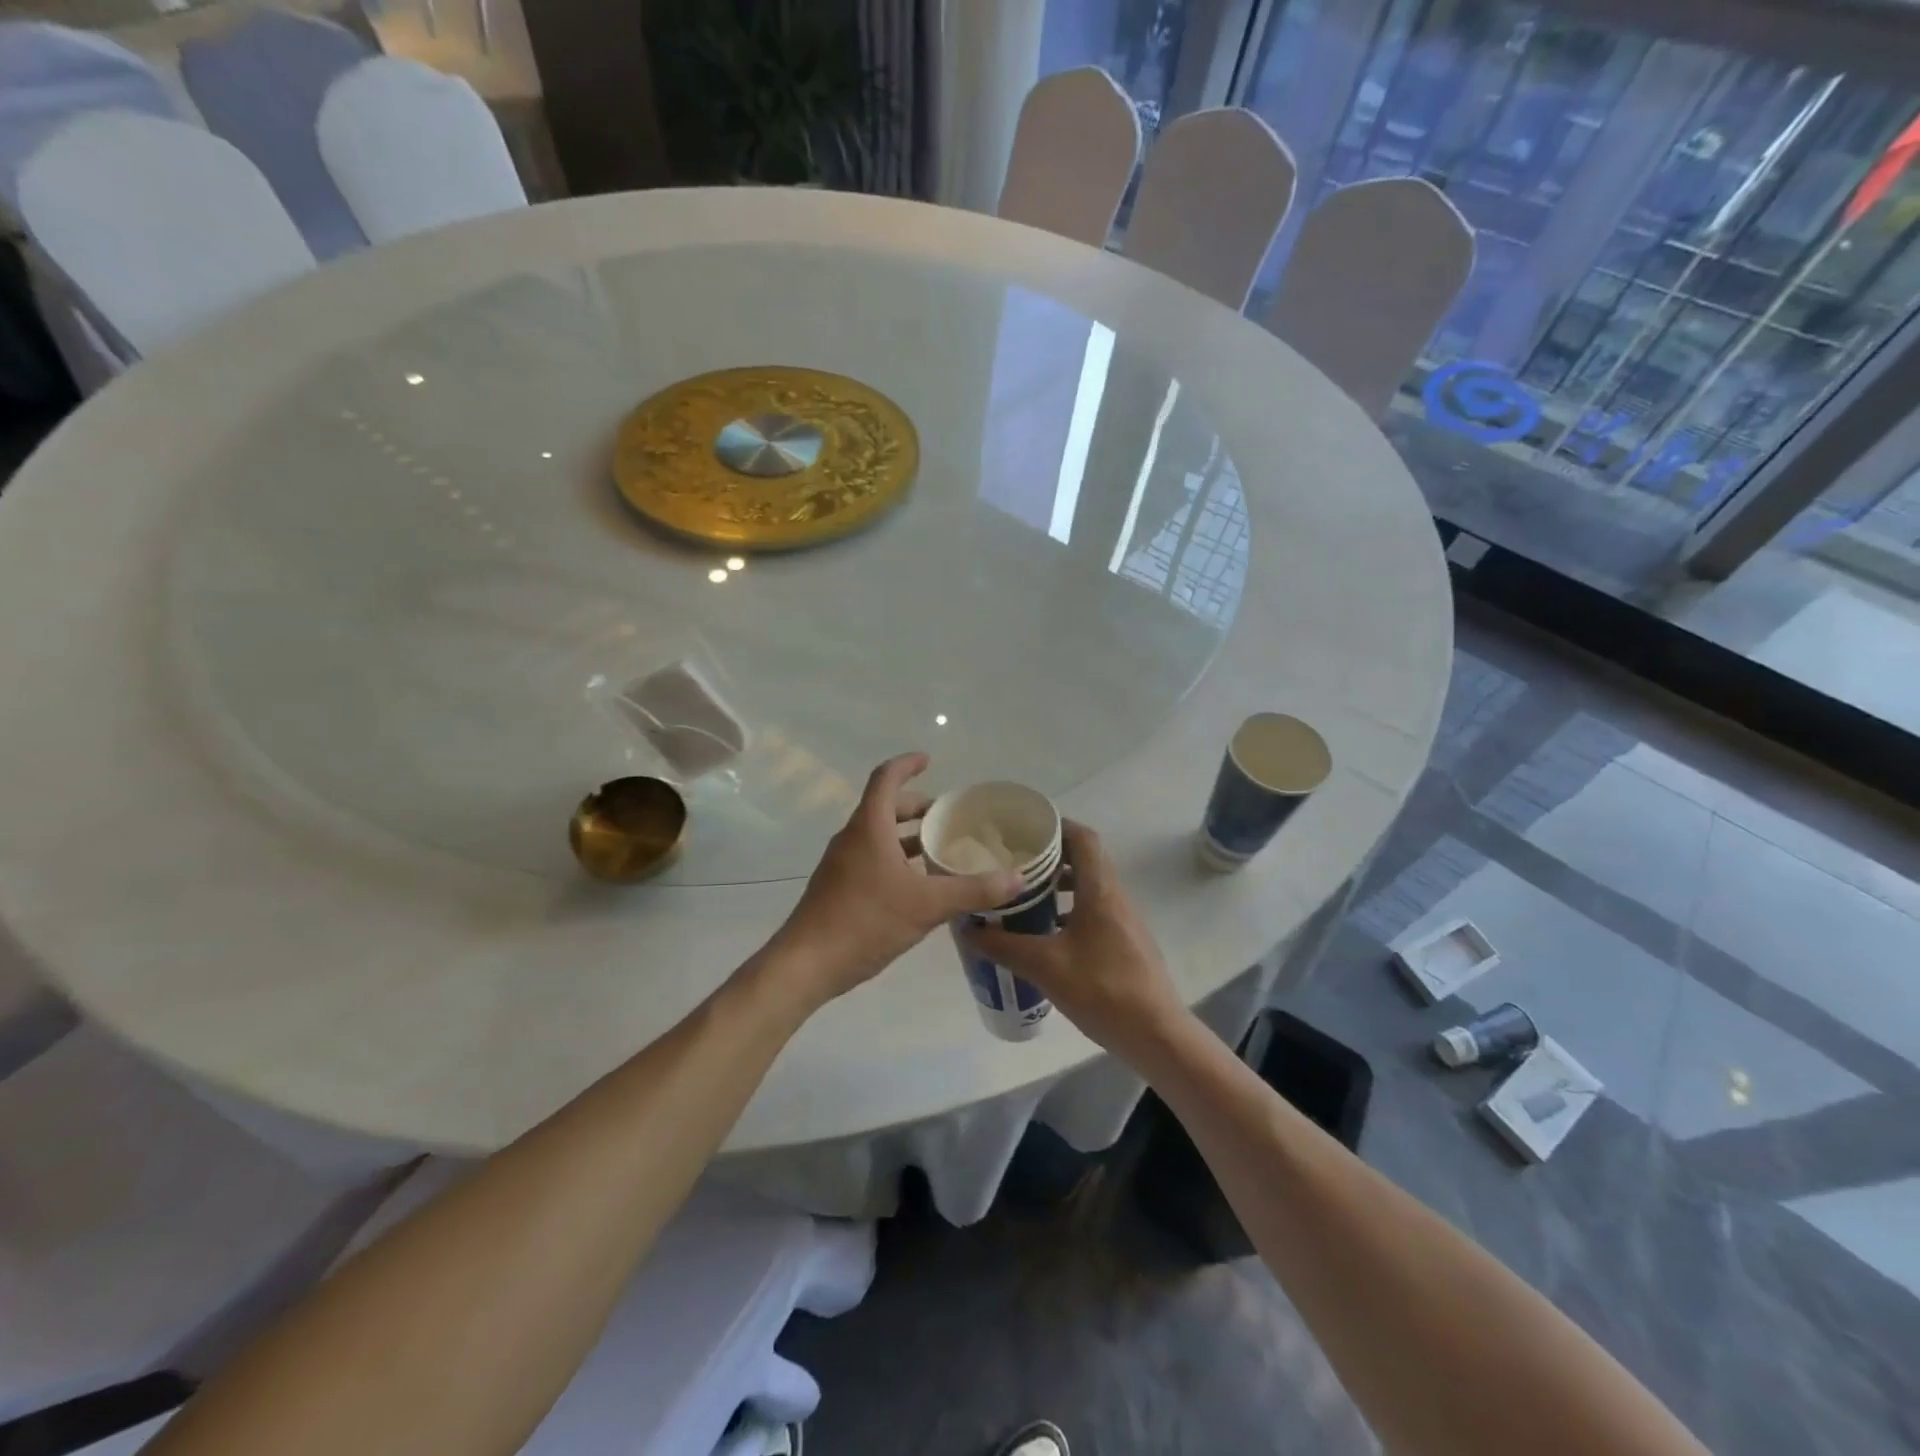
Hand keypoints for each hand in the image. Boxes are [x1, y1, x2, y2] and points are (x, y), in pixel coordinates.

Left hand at [770, 753, 1025, 1006]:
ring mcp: (840, 864)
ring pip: (877, 836)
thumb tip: (1016, 878)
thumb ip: (973, 890)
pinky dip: (894, 859)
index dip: (907, 764)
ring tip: (938, 849)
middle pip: (883, 807)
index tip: (928, 760)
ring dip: (906, 836)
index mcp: (869, 828)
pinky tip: (917, 886)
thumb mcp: (927, 905)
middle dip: (915, 806)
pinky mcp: (837, 888)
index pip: (886, 779)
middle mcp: (852, 838)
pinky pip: (870, 858)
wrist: (807, 964)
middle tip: (946, 815)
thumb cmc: (866, 921)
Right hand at [967, 821, 1183, 1055]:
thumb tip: (970, 929)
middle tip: (1015, 862)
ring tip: (1024, 895)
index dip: (1057, 826)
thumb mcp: (1044, 967)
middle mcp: (1115, 896)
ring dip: (1060, 884)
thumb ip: (1004, 946)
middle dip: (1051, 855)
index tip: (1025, 830)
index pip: (1083, 838)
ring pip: (1090, 886)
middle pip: (1085, 859)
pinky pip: (1094, 909)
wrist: (1155, 1034)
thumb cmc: (1101, 990)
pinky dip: (1069, 908)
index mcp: (1100, 891)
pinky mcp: (1125, 941)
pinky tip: (1046, 933)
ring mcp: (1124, 920)